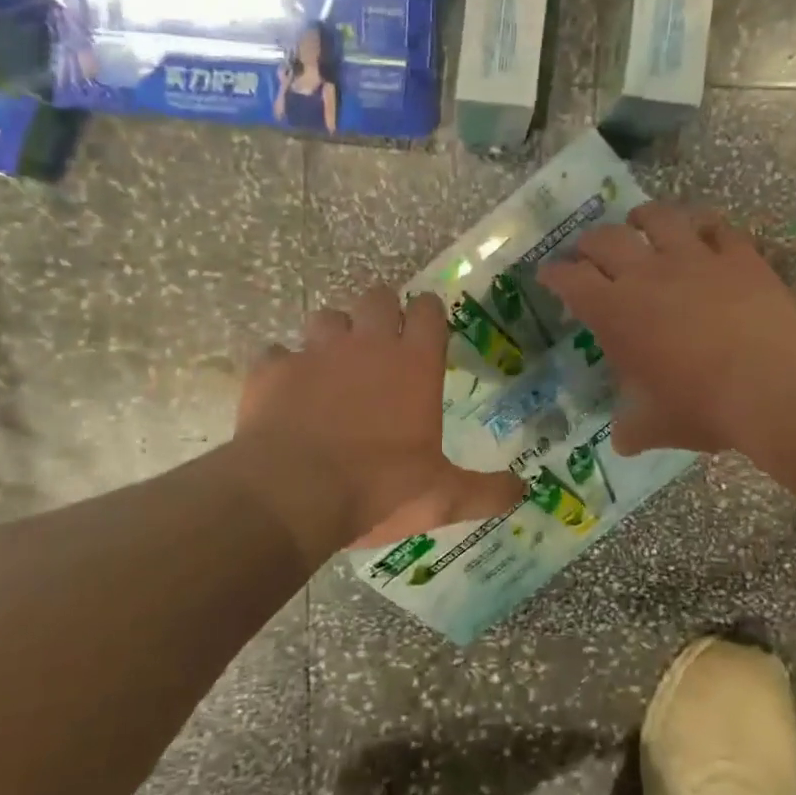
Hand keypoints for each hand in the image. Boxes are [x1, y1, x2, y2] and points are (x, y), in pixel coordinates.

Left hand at [233, 287, 524, 559]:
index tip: (427, 326)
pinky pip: (277, 353)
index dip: (428, 312)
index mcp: (414, 364)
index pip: (428, 310)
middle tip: (381, 341)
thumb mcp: (443, 497)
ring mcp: (315, 352)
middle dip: (380, 311)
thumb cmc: (379, 488)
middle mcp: (367, 345)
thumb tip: (523, 492)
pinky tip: (285, 389)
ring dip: (332, 334)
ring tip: (333, 363)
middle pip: (376, 297)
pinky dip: (283, 366)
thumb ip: (486, 491)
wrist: (294, 494)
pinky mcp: (272, 369)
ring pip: (326, 317)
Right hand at [536, 202, 795, 455]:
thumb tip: (623, 441)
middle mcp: (646, 274)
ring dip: (642, 217)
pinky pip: (716, 226)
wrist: (773, 382)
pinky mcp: (737, 255)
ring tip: (638, 220)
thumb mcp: (657, 426)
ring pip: (659, 218)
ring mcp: (694, 258)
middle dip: (589, 242)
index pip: (571, 280)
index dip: (555, 274)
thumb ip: (633, 428)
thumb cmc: (703, 404)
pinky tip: (702, 229)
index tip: (548, 274)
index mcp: (615, 312)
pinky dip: (704, 225)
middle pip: (606, 239)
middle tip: (586, 250)